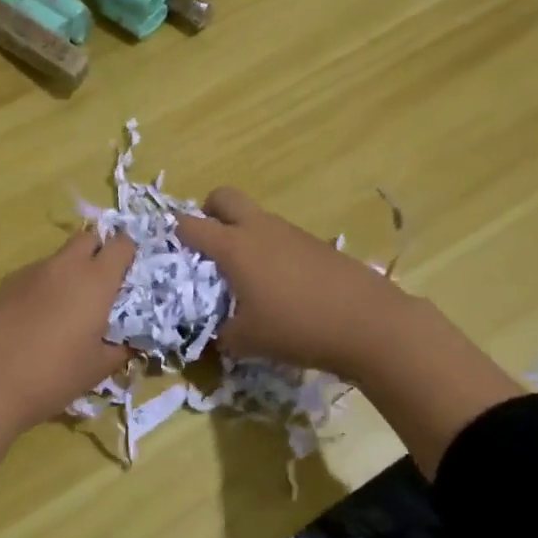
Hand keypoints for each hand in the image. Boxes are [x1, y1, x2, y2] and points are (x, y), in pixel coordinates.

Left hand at [0, 231, 137, 504]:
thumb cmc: (51, 376)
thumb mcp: (97, 369)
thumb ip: (122, 349)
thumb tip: (134, 341)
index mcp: (95, 280)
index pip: (121, 244)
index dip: (130, 252)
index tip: (132, 272)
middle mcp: (64, 266)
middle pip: (88, 238)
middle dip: (99, 251)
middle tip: (103, 283)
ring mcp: (30, 272)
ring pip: (59, 258)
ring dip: (70, 271)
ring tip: (69, 307)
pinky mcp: (4, 285)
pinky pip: (34, 275)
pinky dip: (44, 287)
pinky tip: (37, 319)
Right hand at [180, 188, 521, 472]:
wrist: (368, 322)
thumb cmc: (296, 327)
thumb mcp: (247, 341)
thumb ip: (222, 335)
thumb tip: (216, 334)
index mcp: (234, 246)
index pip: (191, 225)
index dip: (174, 233)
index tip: (169, 249)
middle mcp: (259, 229)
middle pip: (224, 196)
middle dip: (209, 212)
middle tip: (207, 245)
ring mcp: (290, 232)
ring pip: (255, 217)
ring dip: (242, 234)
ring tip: (244, 276)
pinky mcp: (315, 244)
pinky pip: (279, 236)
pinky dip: (269, 250)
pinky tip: (279, 286)